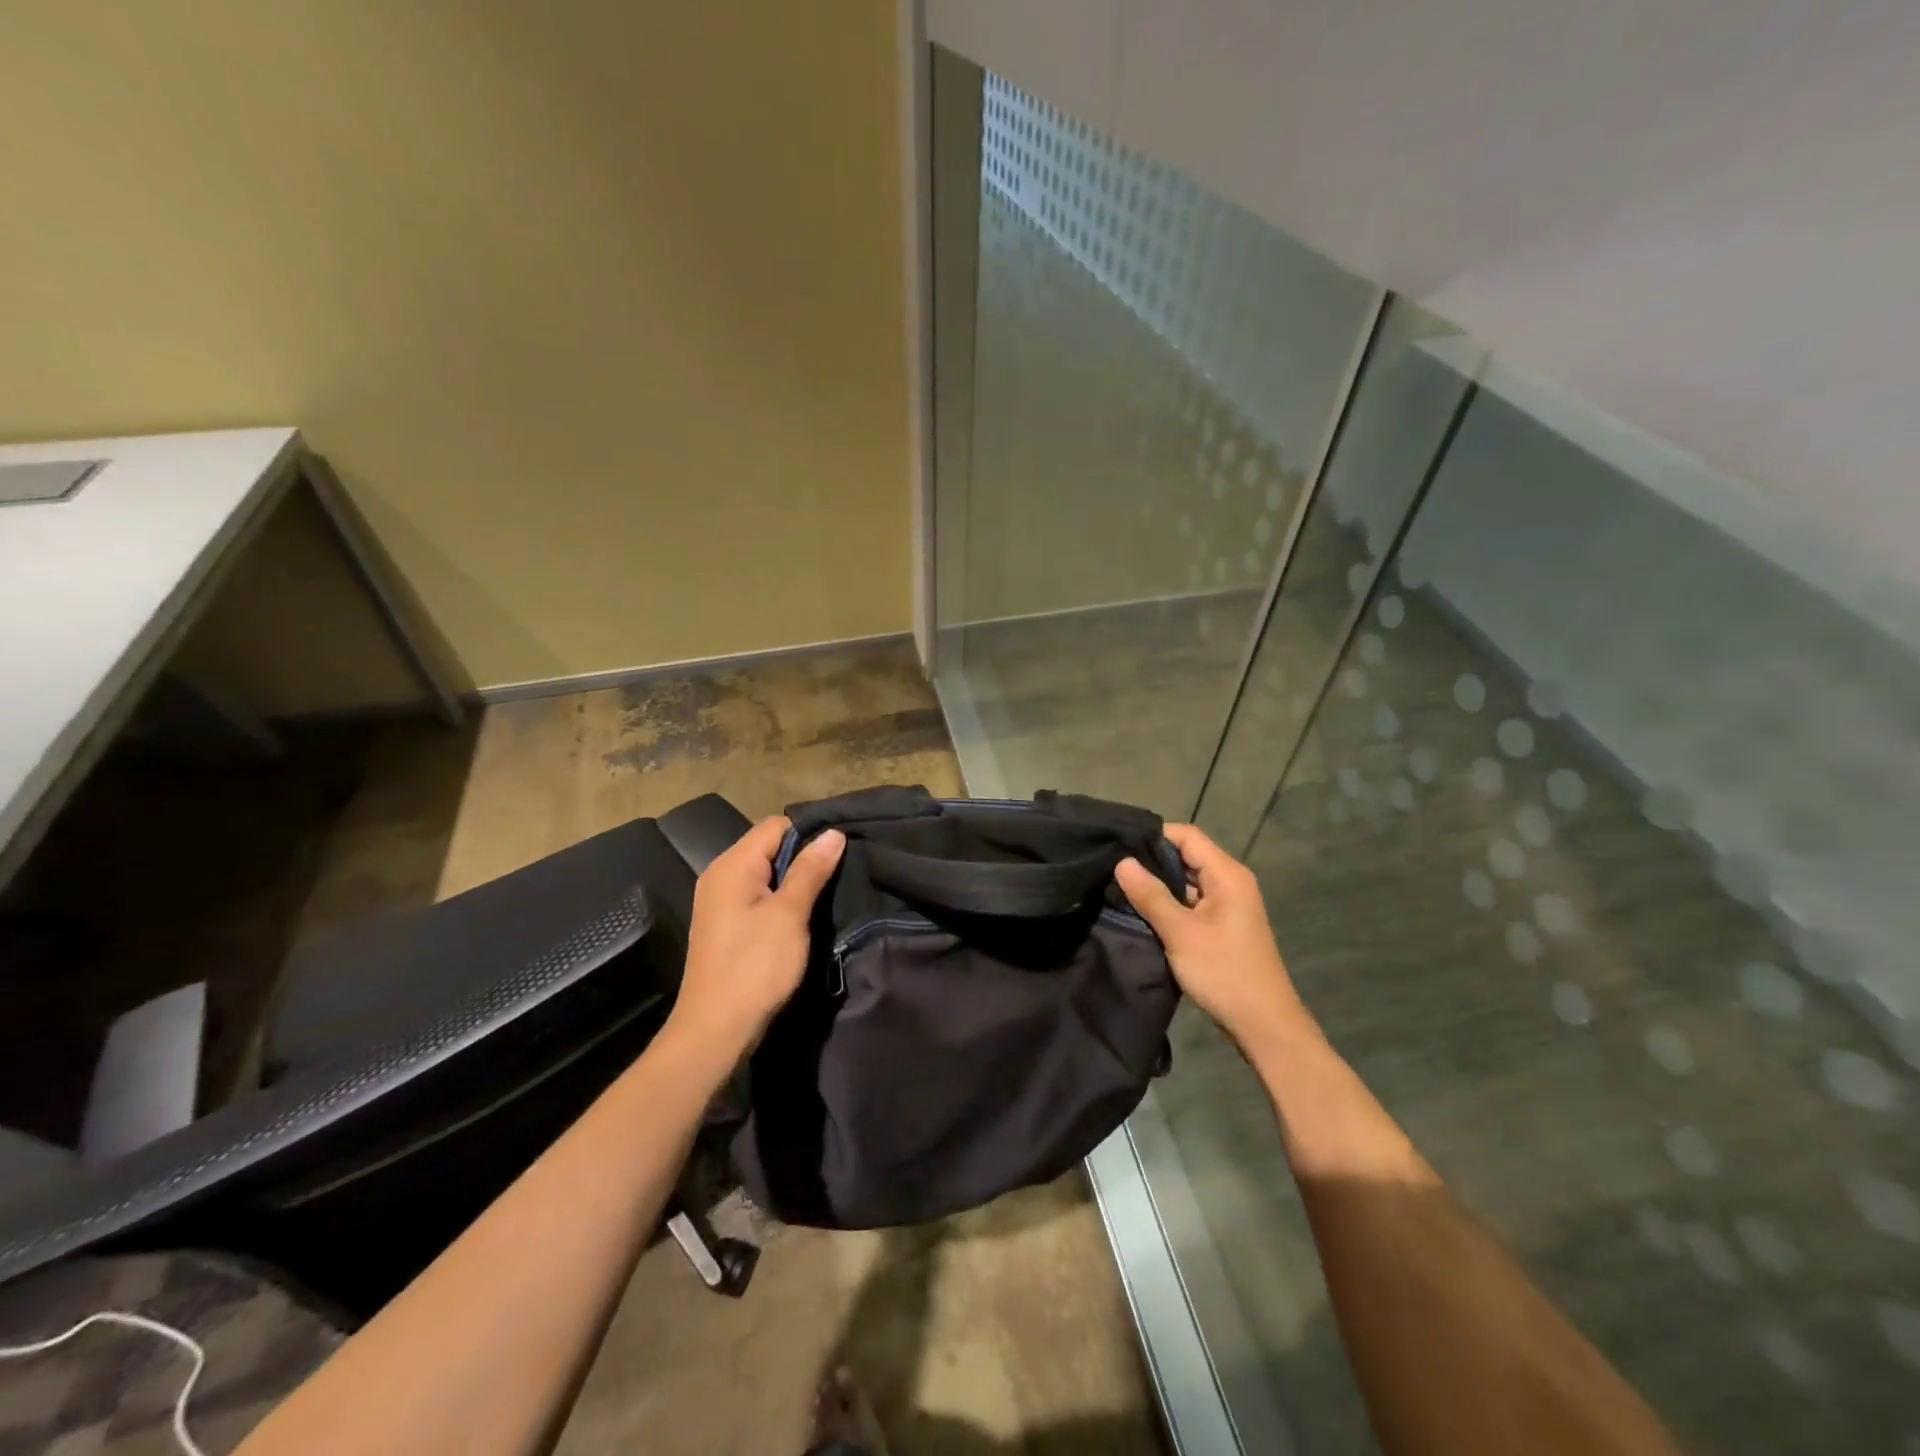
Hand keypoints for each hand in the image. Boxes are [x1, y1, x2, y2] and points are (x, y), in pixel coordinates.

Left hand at [667, 816, 844, 1062]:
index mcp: (732, 866)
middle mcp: (720, 875)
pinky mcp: (725, 925)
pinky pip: (757, 896)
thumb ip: (811, 870)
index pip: (775, 826)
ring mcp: (719, 902)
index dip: (809, 834)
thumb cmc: (754, 967)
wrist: (715, 1031)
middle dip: (803, 858)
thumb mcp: (789, 915)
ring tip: (825, 895)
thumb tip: (833, 833)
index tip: (839, 853)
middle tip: (839, 875)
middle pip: (769, 847)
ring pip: (765, 873)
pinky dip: (779, 900)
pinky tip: (800, 918)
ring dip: (794, 882)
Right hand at [1115, 823, 1309, 1056]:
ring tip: (1120, 886)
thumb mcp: (1180, 932)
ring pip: (1188, 880)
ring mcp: (1228, 904)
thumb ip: (1150, 895)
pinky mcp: (1223, 925)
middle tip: (1113, 866)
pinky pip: (1192, 902)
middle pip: (1187, 855)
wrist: (1263, 1024)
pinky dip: (1170, 903)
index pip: (1187, 835)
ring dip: (1159, 884)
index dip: (1154, 835)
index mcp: (1227, 874)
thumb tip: (1122, 861)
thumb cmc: (1223, 972)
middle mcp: (1231, 882)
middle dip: (1152, 860)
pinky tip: (1143, 911)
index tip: (1119, 844)